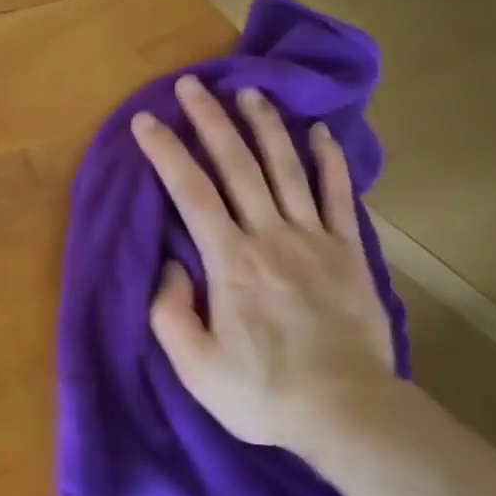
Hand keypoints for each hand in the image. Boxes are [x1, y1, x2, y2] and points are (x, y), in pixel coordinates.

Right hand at [130, 75, 401, 457]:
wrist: (348, 411)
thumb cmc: (263, 392)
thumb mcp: (196, 367)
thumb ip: (170, 312)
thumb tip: (171, 264)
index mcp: (230, 261)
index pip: (190, 192)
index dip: (165, 151)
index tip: (146, 120)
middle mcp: (270, 236)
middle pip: (237, 165)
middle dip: (211, 119)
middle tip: (192, 84)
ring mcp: (315, 239)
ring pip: (286, 168)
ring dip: (265, 126)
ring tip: (249, 91)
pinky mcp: (350, 251)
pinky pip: (338, 195)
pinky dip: (330, 160)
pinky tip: (320, 132)